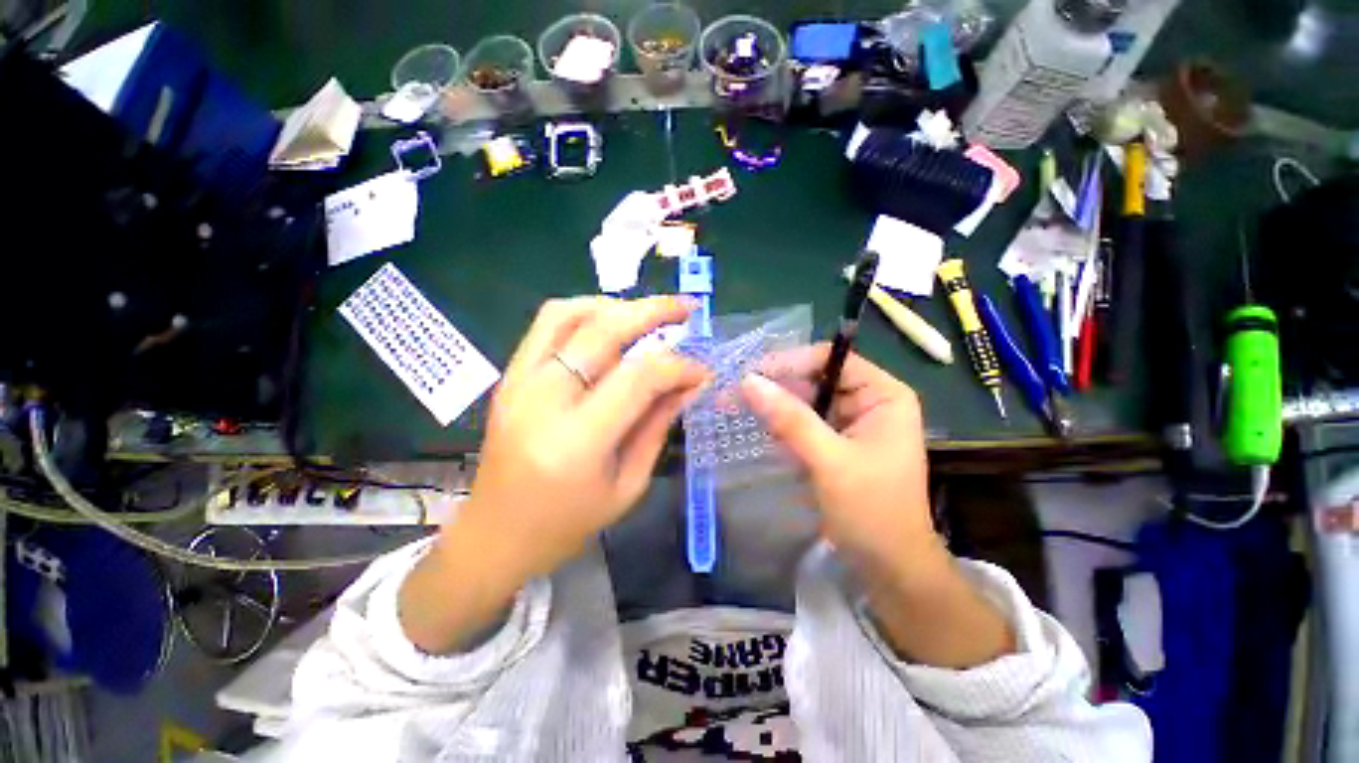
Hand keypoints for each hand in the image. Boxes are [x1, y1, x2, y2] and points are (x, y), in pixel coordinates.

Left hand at [462, 295, 709, 578]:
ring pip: (570, 314)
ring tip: (648, 315)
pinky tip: (610, 323)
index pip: (639, 377)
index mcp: (577, 441)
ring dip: (616, 305)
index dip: (679, 366)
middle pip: (604, 331)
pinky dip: (584, 312)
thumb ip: (658, 426)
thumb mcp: (628, 484)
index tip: (702, 370)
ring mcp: (519, 382)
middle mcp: (543, 400)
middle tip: (687, 309)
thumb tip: (690, 384)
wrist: (495, 535)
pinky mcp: (509, 376)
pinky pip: (547, 324)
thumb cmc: (567, 524)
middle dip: (654, 311)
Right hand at [740, 345, 1013, 666]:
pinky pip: (803, 422)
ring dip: (773, 405)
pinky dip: (780, 424)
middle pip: (815, 378)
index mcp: (883, 395)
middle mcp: (868, 401)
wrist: (890, 569)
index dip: (790, 362)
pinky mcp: (836, 442)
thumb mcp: (828, 461)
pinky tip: (755, 426)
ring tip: (734, 407)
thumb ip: (789, 418)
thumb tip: (747, 380)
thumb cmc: (872, 512)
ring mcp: (851, 423)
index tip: (751, 375)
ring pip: (805, 400)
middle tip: (734, 393)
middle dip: (776, 386)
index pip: (831, 359)